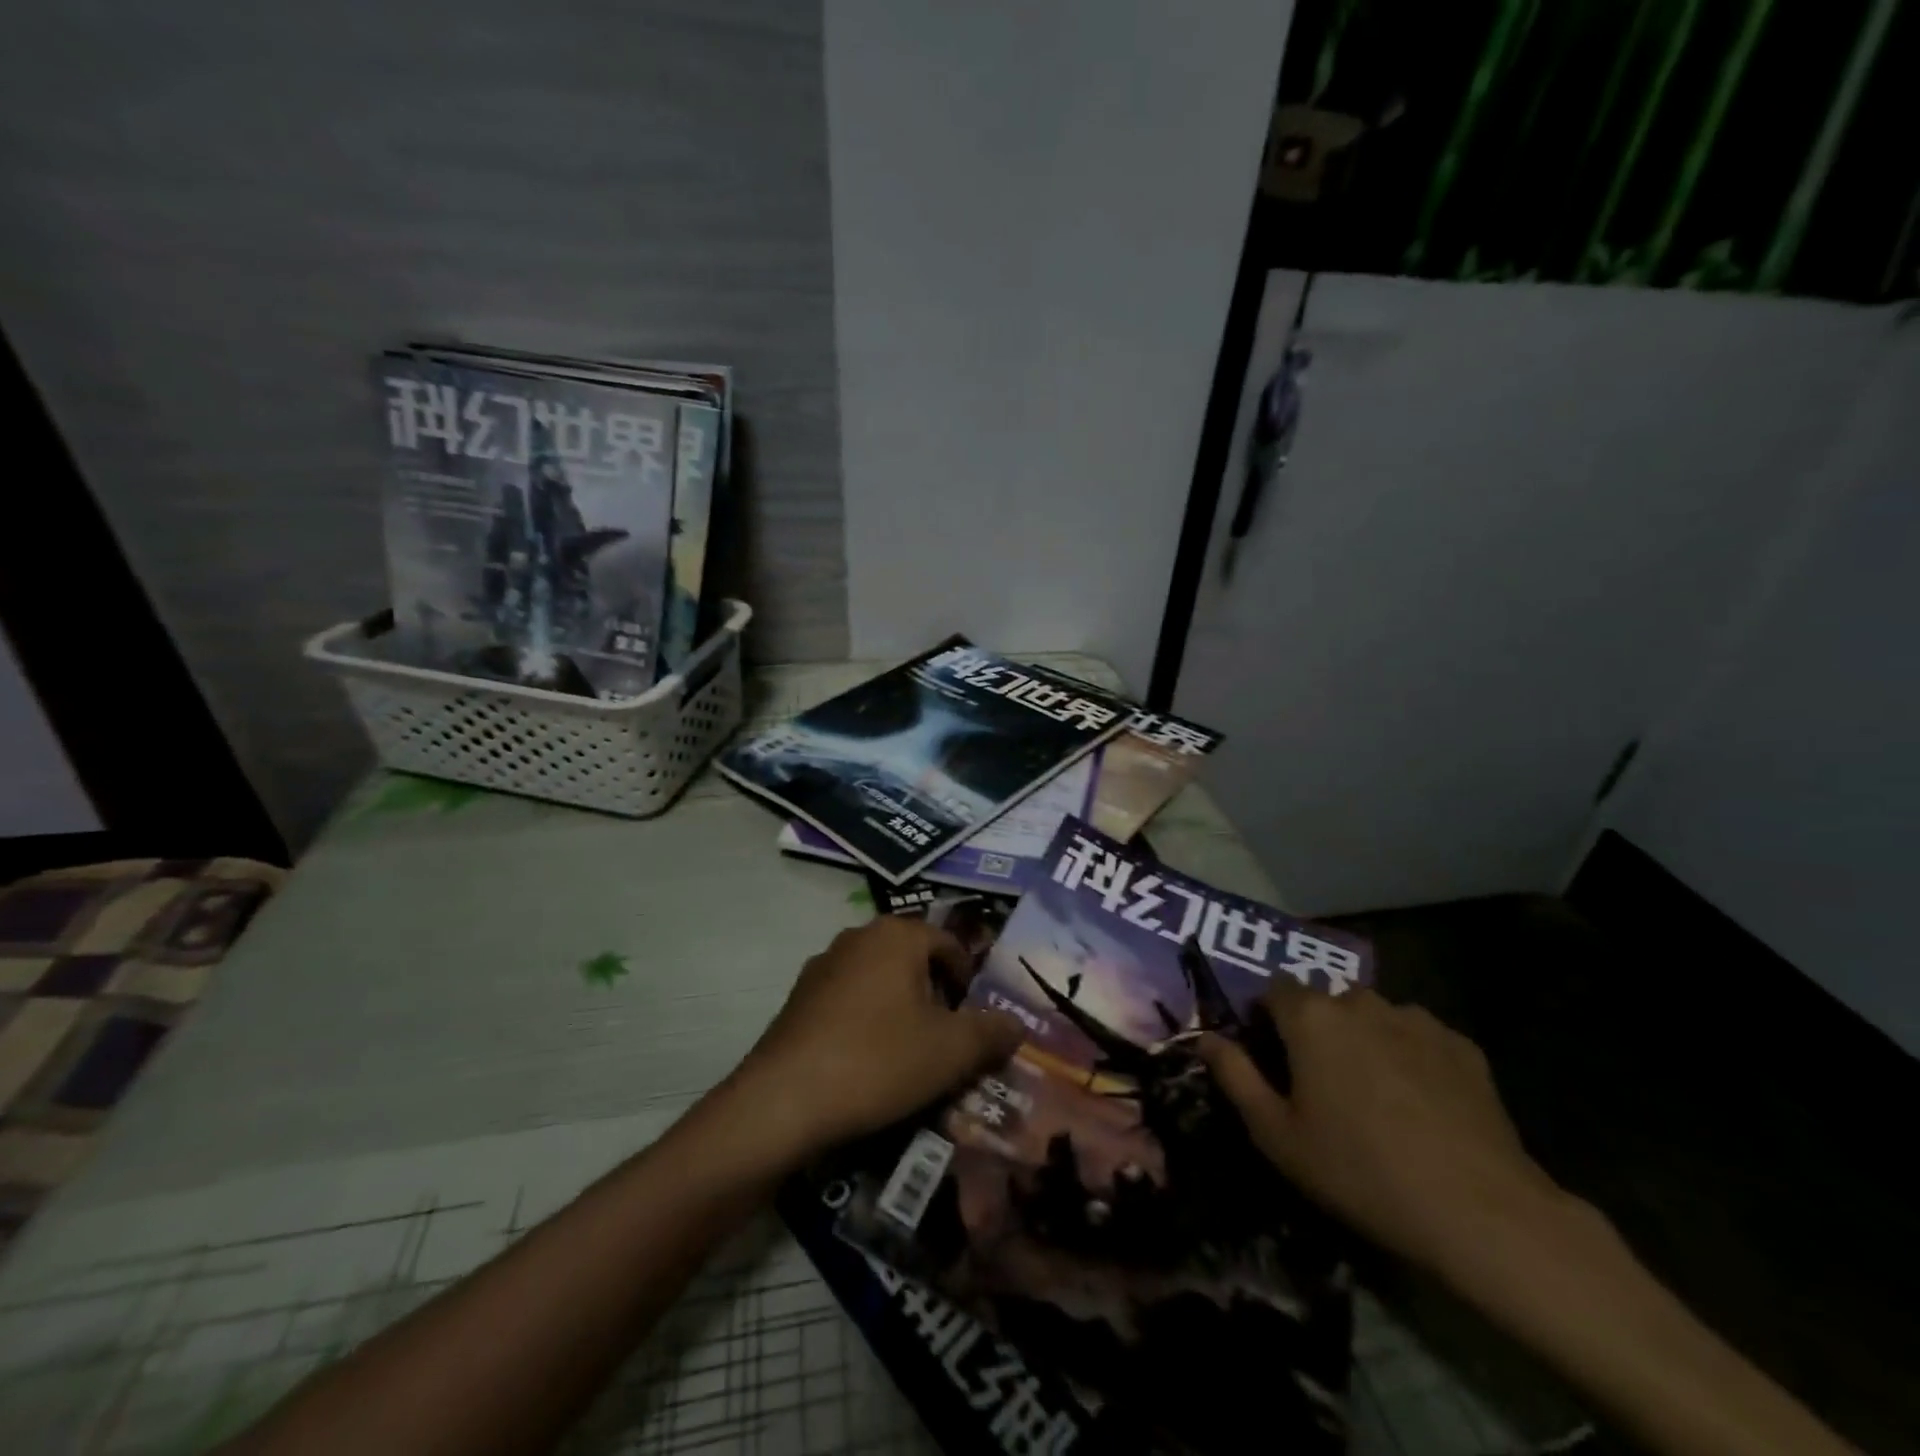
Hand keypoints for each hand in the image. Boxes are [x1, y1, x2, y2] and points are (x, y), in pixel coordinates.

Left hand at [723, 917, 1023, 1164]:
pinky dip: (867, 1024)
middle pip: (914, 962)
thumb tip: (1016, 1024)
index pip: (949, 946)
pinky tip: (867, 1065)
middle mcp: (858, 937)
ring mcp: (822, 966)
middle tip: (947, 1044)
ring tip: (910, 1059)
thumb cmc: (878, 1061)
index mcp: (897, 935)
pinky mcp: (798, 999)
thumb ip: (991, 1032)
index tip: (974, 1026)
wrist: (783, 1101)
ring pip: (880, 983)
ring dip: (901, 1012)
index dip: (969, 984)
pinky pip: (848, 1003)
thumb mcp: (951, 1051)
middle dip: (935, 999)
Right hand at [1201, 986, 1564, 1282]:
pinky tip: (1421, 1102)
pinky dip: (1409, 1055)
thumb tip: (1206, 1038)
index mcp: (1311, 1017)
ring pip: (1373, 1016)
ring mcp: (1416, 1020)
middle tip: (1323, 1082)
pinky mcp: (1462, 1046)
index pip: (1274, 990)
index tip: (1271, 1056)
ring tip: (1375, 1093)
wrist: (1480, 1212)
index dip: (1267, 1018)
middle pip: (1325, 1001)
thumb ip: (1234, 1076)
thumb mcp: (1277, 1135)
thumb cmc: (1360, 1170)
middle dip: (1317, 1029)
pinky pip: (1418, 1036)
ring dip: (1364, 1038)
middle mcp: (1360, 1002)